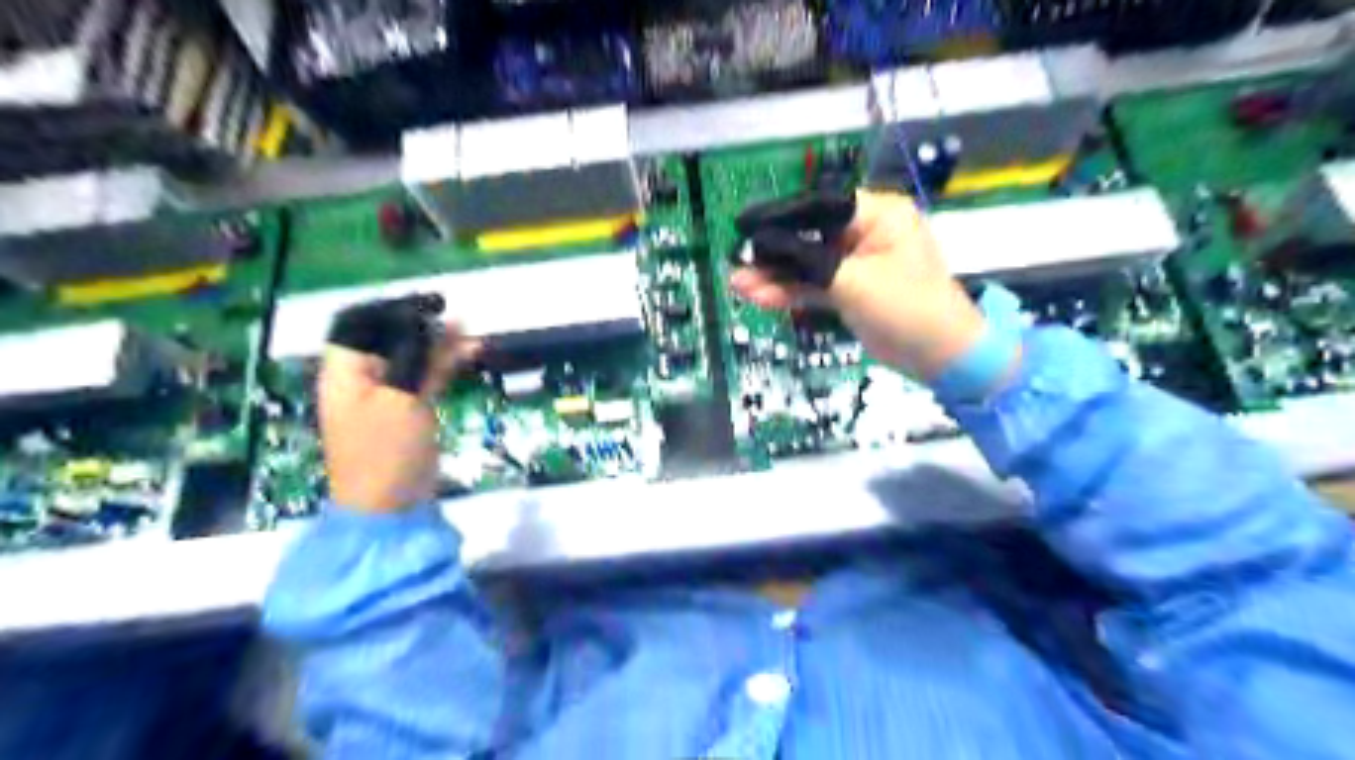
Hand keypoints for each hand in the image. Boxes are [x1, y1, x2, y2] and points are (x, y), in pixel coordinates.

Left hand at [320, 326, 478, 515]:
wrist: (389, 506)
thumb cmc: (386, 450)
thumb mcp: (401, 398)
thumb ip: (419, 358)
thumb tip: (442, 323)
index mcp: (344, 371)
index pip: (360, 324)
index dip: (392, 310)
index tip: (430, 304)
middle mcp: (361, 378)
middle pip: (389, 339)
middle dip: (422, 326)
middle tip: (457, 317)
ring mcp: (385, 395)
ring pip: (412, 357)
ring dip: (439, 345)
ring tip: (470, 331)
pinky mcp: (406, 410)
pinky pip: (424, 378)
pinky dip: (444, 366)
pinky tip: (468, 353)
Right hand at [731, 187, 993, 381]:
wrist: (939, 356)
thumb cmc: (906, 307)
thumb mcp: (853, 282)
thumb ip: (805, 265)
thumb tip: (758, 252)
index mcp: (877, 214)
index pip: (819, 207)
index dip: (780, 217)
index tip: (745, 227)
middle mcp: (865, 232)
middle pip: (809, 237)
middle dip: (773, 255)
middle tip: (737, 263)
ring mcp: (855, 264)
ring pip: (807, 265)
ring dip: (776, 277)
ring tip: (738, 285)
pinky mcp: (849, 290)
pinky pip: (814, 285)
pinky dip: (790, 292)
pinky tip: (759, 296)